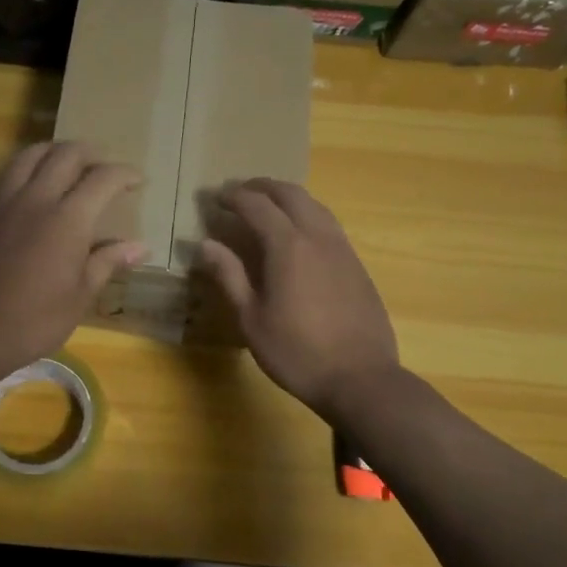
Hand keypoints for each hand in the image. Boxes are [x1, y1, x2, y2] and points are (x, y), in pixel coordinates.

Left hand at [0, 142, 146, 376]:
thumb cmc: (34, 321)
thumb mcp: (80, 296)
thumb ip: (108, 262)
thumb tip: (140, 247)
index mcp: (67, 219)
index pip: (102, 179)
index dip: (124, 174)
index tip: (137, 180)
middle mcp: (34, 199)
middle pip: (65, 154)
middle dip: (90, 154)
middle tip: (103, 168)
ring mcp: (1, 203)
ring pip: (28, 156)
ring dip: (52, 152)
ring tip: (64, 164)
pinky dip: (16, 175)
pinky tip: (21, 189)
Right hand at [196, 179, 400, 419]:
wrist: (361, 378)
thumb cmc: (297, 352)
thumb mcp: (251, 319)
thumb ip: (229, 276)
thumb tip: (205, 244)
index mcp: (288, 246)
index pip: (257, 206)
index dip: (233, 197)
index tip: (214, 197)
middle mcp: (318, 237)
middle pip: (291, 194)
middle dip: (262, 187)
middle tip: (239, 192)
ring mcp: (343, 249)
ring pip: (315, 206)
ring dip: (288, 197)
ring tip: (267, 206)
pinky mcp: (357, 265)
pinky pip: (329, 225)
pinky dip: (307, 216)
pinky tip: (298, 236)